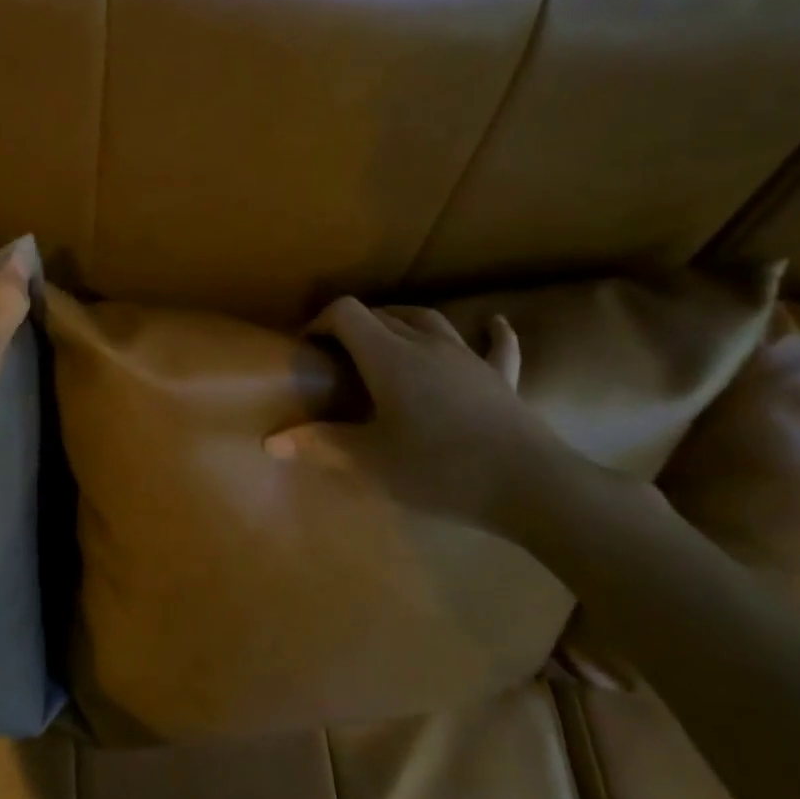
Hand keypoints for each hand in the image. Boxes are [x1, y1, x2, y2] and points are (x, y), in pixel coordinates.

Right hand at [264, 298, 577, 539]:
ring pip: (429, 321)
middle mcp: (426, 344)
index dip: (321, 322)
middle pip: (383, 315)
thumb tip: (270, 440)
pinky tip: (494, 323)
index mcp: (389, 357)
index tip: (307, 349)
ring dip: (402, 323)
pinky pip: (497, 345)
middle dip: (354, 327)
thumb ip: (320, 444)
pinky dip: (491, 332)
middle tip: (338, 358)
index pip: (347, 314)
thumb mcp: (371, 461)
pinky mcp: (501, 378)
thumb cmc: (440, 470)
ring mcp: (469, 357)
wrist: (529, 485)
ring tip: (388, 339)